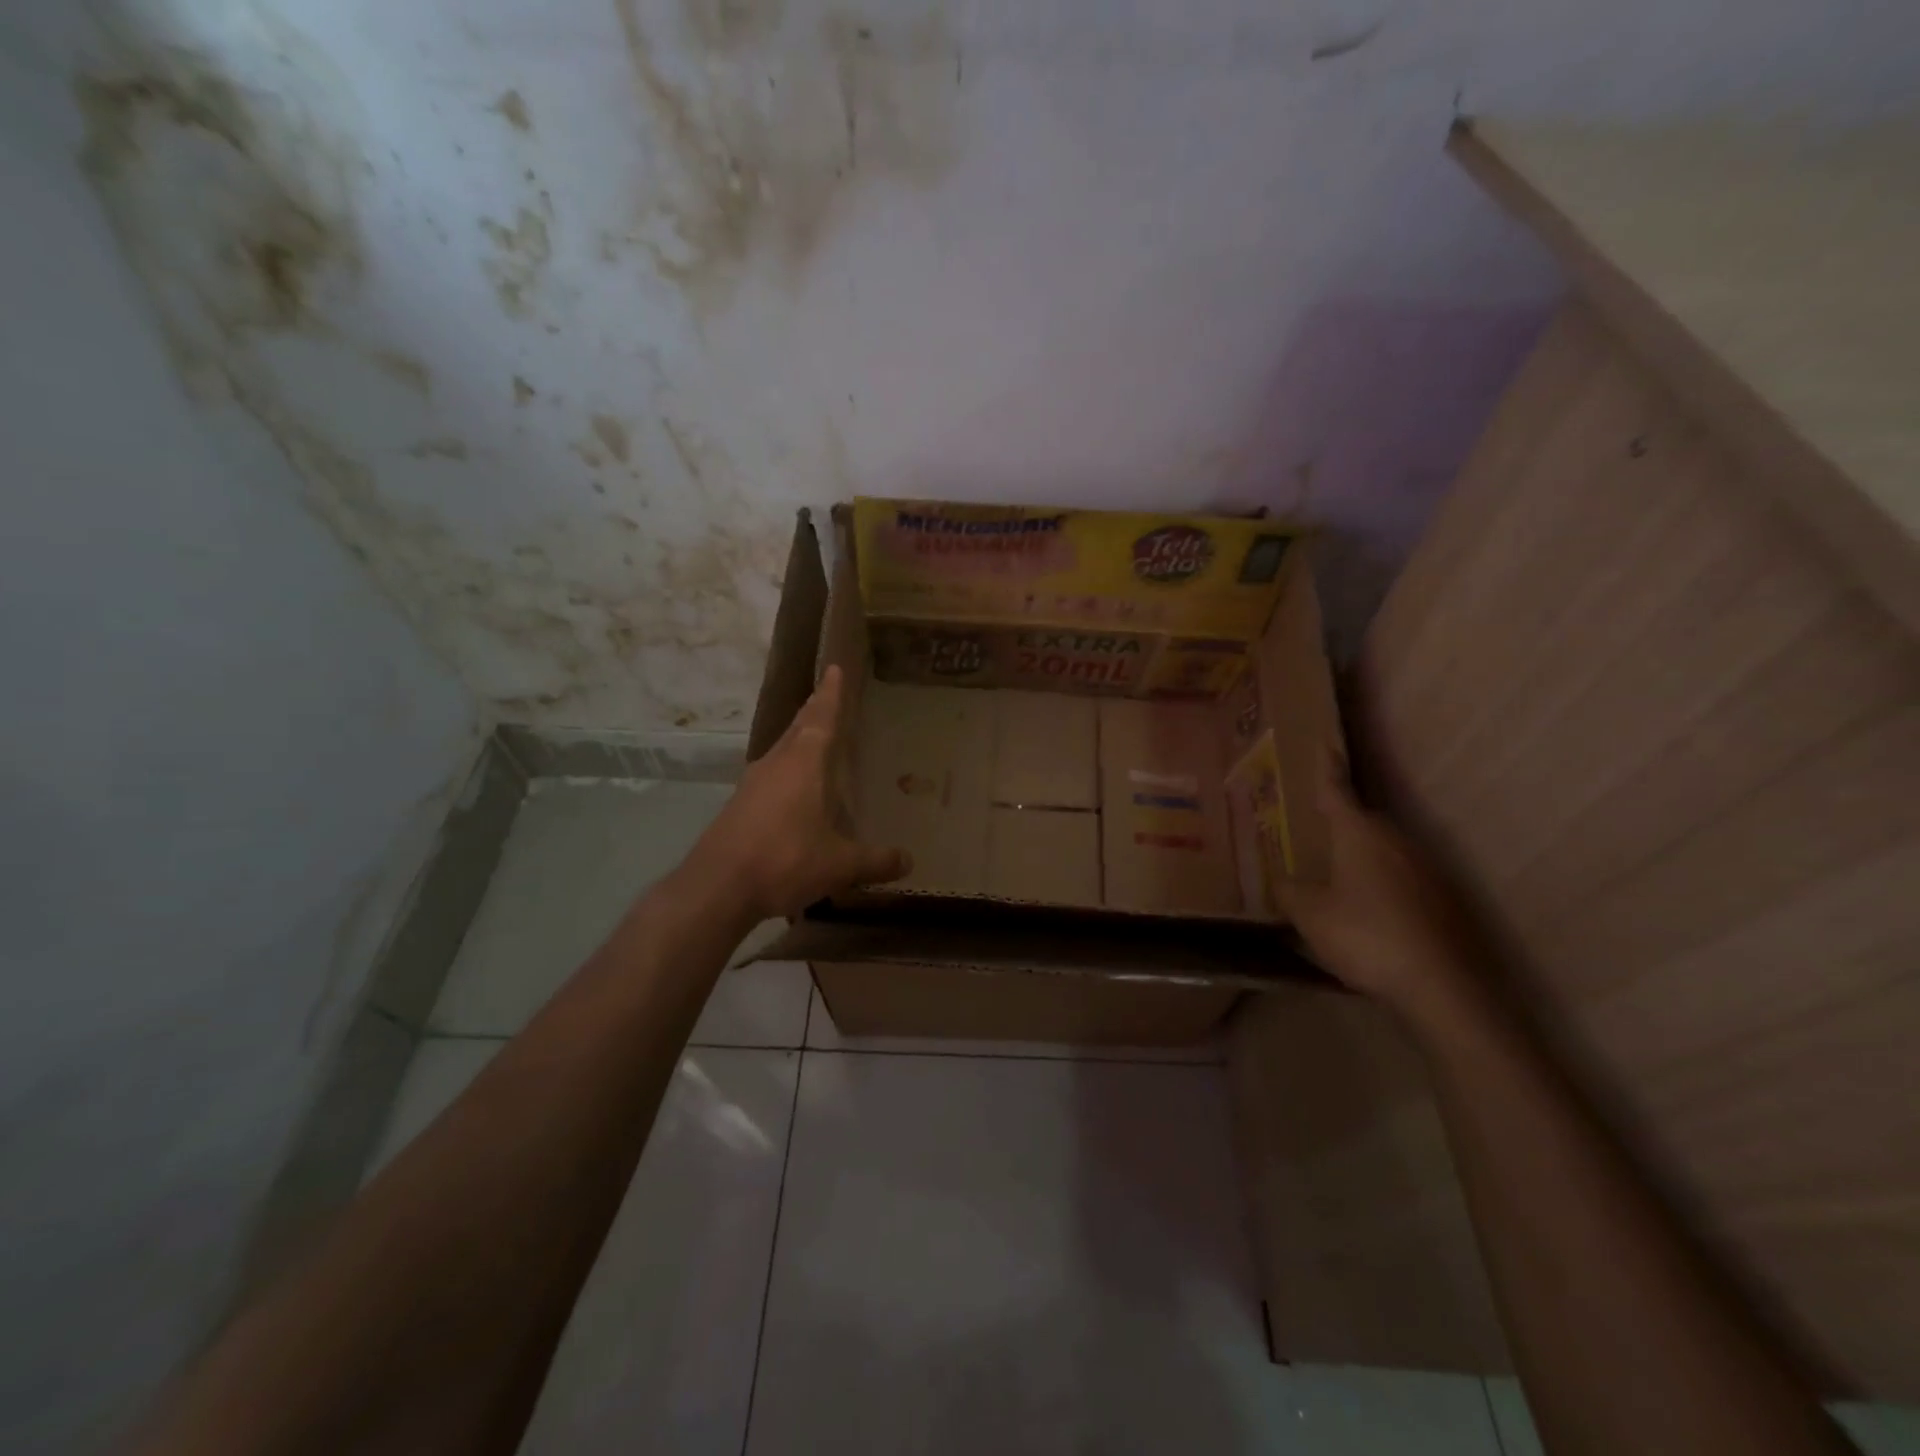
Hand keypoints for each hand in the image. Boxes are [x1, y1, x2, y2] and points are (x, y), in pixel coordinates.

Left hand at [690, 666, 911, 919]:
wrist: (717, 887)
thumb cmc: (785, 860)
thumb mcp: (840, 865)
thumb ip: (875, 860)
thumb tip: (908, 861)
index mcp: (804, 764)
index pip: (822, 718)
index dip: (831, 694)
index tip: (833, 668)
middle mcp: (776, 764)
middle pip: (798, 727)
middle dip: (814, 710)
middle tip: (826, 694)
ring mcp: (752, 784)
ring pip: (781, 750)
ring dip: (798, 739)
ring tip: (813, 737)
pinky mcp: (739, 807)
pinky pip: (770, 775)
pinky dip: (786, 769)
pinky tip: (793, 788)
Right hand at [1283, 749, 1486, 1017]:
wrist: (1442, 985)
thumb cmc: (1365, 935)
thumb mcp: (1310, 914)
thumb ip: (1291, 892)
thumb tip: (1283, 882)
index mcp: (1359, 833)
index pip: (1338, 790)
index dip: (1327, 768)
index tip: (1324, 743)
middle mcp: (1396, 841)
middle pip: (1363, 822)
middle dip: (1340, 825)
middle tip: (1314, 832)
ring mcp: (1426, 869)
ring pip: (1384, 852)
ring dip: (1361, 859)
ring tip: (1337, 878)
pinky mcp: (1444, 900)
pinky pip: (1402, 880)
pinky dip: (1382, 886)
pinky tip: (1369, 914)